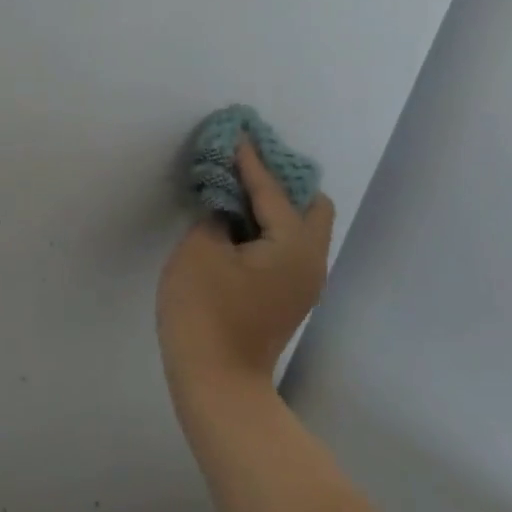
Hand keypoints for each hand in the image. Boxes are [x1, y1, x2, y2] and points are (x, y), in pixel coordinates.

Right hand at [157, 138, 335, 404]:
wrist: (216, 380)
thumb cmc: (205, 310)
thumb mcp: (200, 250)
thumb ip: (216, 215)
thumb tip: (226, 206)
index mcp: (293, 245)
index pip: (273, 190)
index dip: (250, 159)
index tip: (237, 131)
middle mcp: (310, 260)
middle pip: (309, 205)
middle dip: (279, 179)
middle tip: (242, 164)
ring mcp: (302, 281)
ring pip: (301, 226)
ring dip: (274, 202)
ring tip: (236, 186)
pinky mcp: (287, 295)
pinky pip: (287, 244)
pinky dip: (268, 225)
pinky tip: (237, 221)